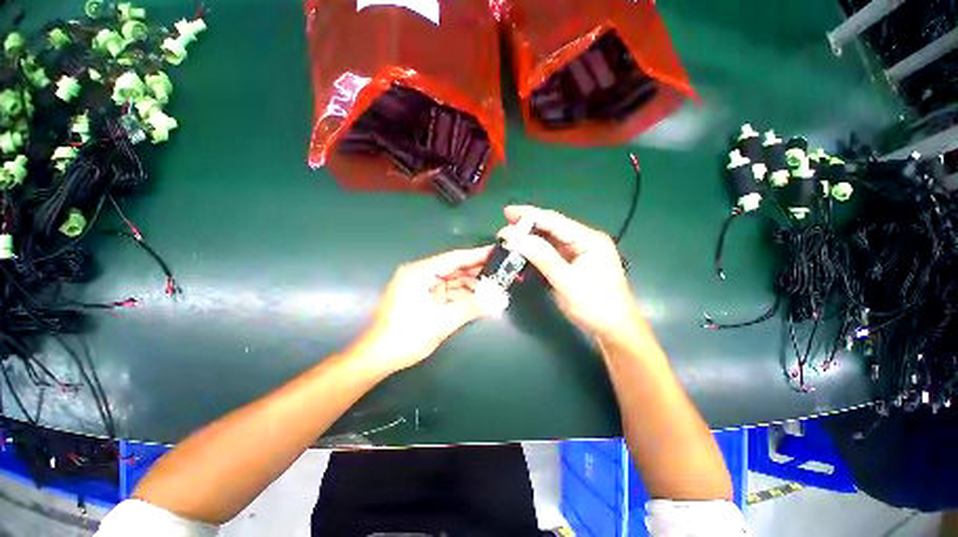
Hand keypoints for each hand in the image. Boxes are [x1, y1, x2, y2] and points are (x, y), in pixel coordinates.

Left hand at [352, 246, 492, 373]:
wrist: (377, 357)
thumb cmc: (405, 336)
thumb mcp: (441, 322)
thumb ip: (470, 308)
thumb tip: (498, 300)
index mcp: (419, 273)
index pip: (453, 259)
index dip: (476, 255)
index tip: (496, 251)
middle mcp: (420, 275)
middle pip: (454, 268)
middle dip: (477, 270)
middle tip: (501, 269)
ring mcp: (422, 287)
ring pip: (452, 280)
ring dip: (472, 284)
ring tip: (495, 283)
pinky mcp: (424, 298)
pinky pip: (448, 292)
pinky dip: (463, 295)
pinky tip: (480, 296)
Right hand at [498, 206, 640, 338]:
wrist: (613, 330)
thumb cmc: (595, 305)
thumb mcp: (567, 281)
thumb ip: (542, 257)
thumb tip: (514, 237)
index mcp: (589, 239)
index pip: (555, 221)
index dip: (529, 215)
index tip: (507, 212)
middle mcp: (584, 241)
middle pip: (552, 228)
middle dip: (527, 227)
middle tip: (505, 227)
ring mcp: (578, 253)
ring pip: (549, 241)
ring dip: (529, 241)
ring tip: (509, 240)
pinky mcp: (573, 265)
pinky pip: (550, 254)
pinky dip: (535, 254)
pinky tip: (522, 255)